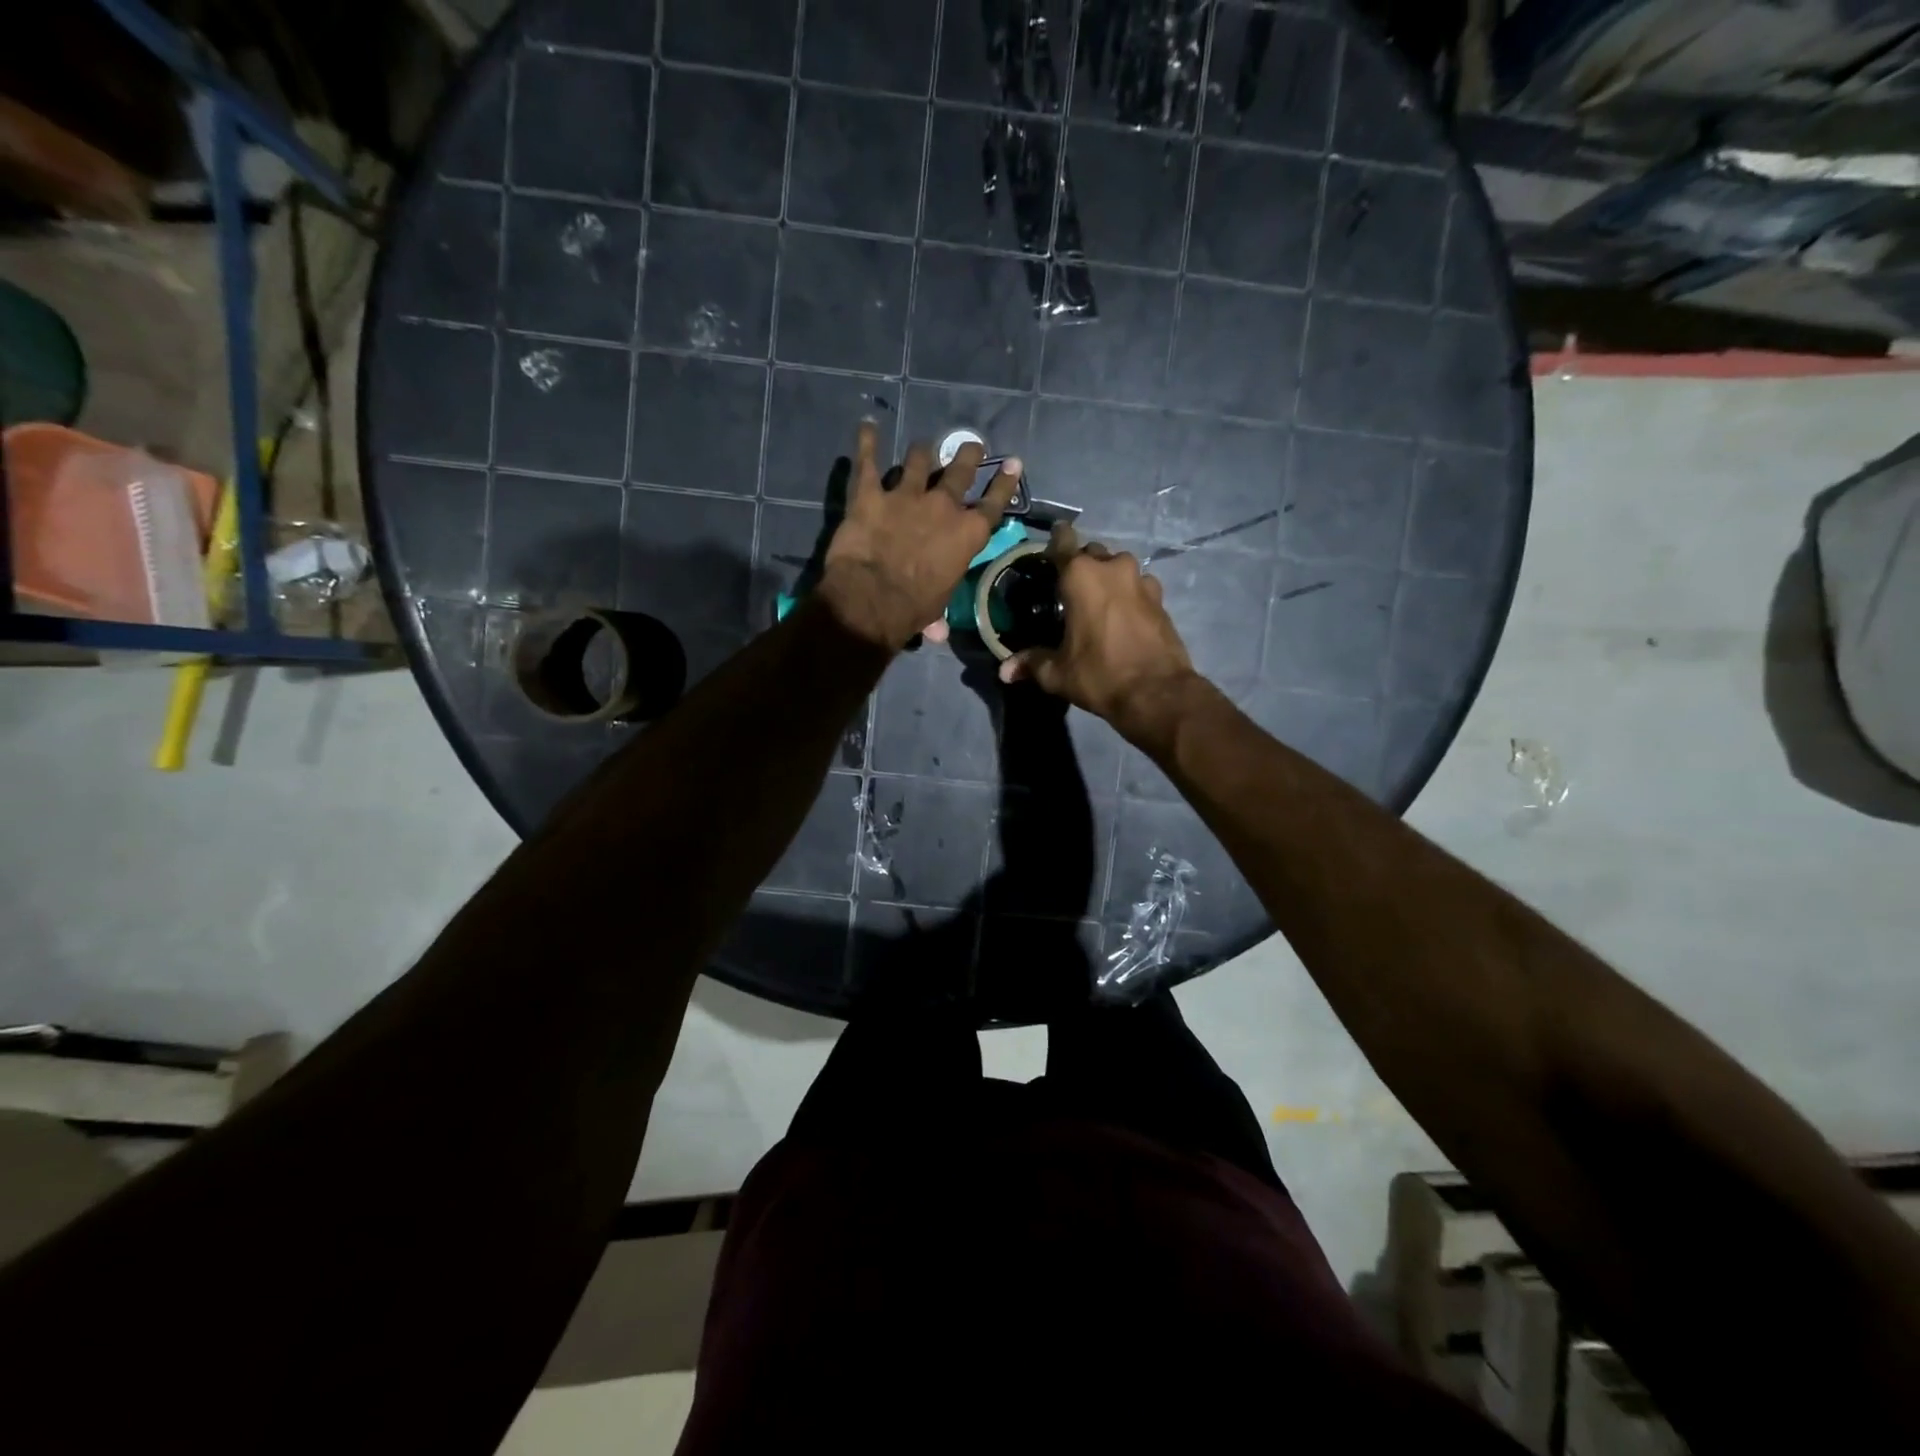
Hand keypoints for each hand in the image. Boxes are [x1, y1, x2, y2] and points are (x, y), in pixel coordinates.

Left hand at [819, 422, 1021, 650]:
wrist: (873, 598)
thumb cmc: (914, 609)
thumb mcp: (937, 607)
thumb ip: (939, 613)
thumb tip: (938, 634)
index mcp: (967, 534)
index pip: (993, 503)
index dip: (1004, 482)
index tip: (1013, 462)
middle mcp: (942, 507)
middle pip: (959, 471)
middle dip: (966, 455)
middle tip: (970, 445)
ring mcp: (906, 495)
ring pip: (917, 460)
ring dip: (920, 453)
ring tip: (921, 448)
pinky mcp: (870, 493)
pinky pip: (868, 461)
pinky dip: (867, 442)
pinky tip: (867, 428)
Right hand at [997, 525, 1197, 741]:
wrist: (1157, 693)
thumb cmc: (1100, 674)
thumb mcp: (1058, 673)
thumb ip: (1031, 663)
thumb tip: (1005, 671)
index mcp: (1081, 576)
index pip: (1063, 541)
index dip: (1055, 541)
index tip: (1049, 550)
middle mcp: (1113, 567)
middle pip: (1092, 554)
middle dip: (1081, 566)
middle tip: (1069, 590)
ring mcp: (1141, 580)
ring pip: (1118, 567)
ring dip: (1107, 578)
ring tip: (1098, 602)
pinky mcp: (1161, 598)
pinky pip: (1138, 585)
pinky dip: (1129, 594)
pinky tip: (1123, 615)